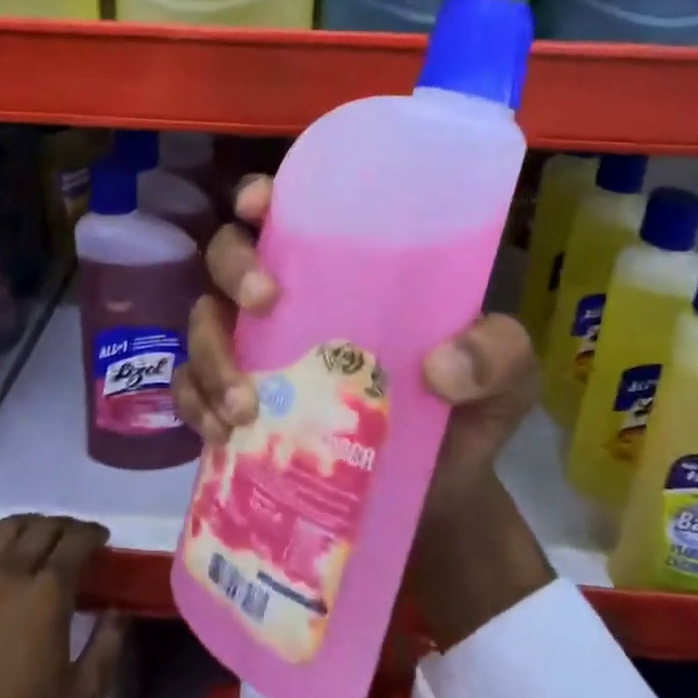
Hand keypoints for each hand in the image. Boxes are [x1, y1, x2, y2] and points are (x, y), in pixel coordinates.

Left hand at [0, 510, 125, 697]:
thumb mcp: (82, 696)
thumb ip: (107, 646)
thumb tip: (116, 611)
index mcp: (49, 592)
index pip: (77, 541)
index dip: (94, 534)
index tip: (103, 539)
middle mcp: (14, 574)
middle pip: (44, 528)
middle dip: (66, 526)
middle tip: (77, 539)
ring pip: (8, 528)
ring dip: (30, 522)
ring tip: (41, 533)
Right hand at [175, 175, 541, 522]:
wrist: (438, 501)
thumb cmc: (467, 415)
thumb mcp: (505, 376)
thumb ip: (497, 355)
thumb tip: (440, 367)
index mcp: (348, 271)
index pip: (291, 211)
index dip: (262, 196)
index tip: (259, 207)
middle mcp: (294, 300)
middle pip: (230, 254)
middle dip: (233, 269)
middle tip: (264, 303)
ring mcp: (260, 352)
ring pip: (204, 322)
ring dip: (210, 354)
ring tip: (245, 408)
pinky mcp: (240, 405)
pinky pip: (191, 389)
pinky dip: (195, 405)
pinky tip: (222, 434)